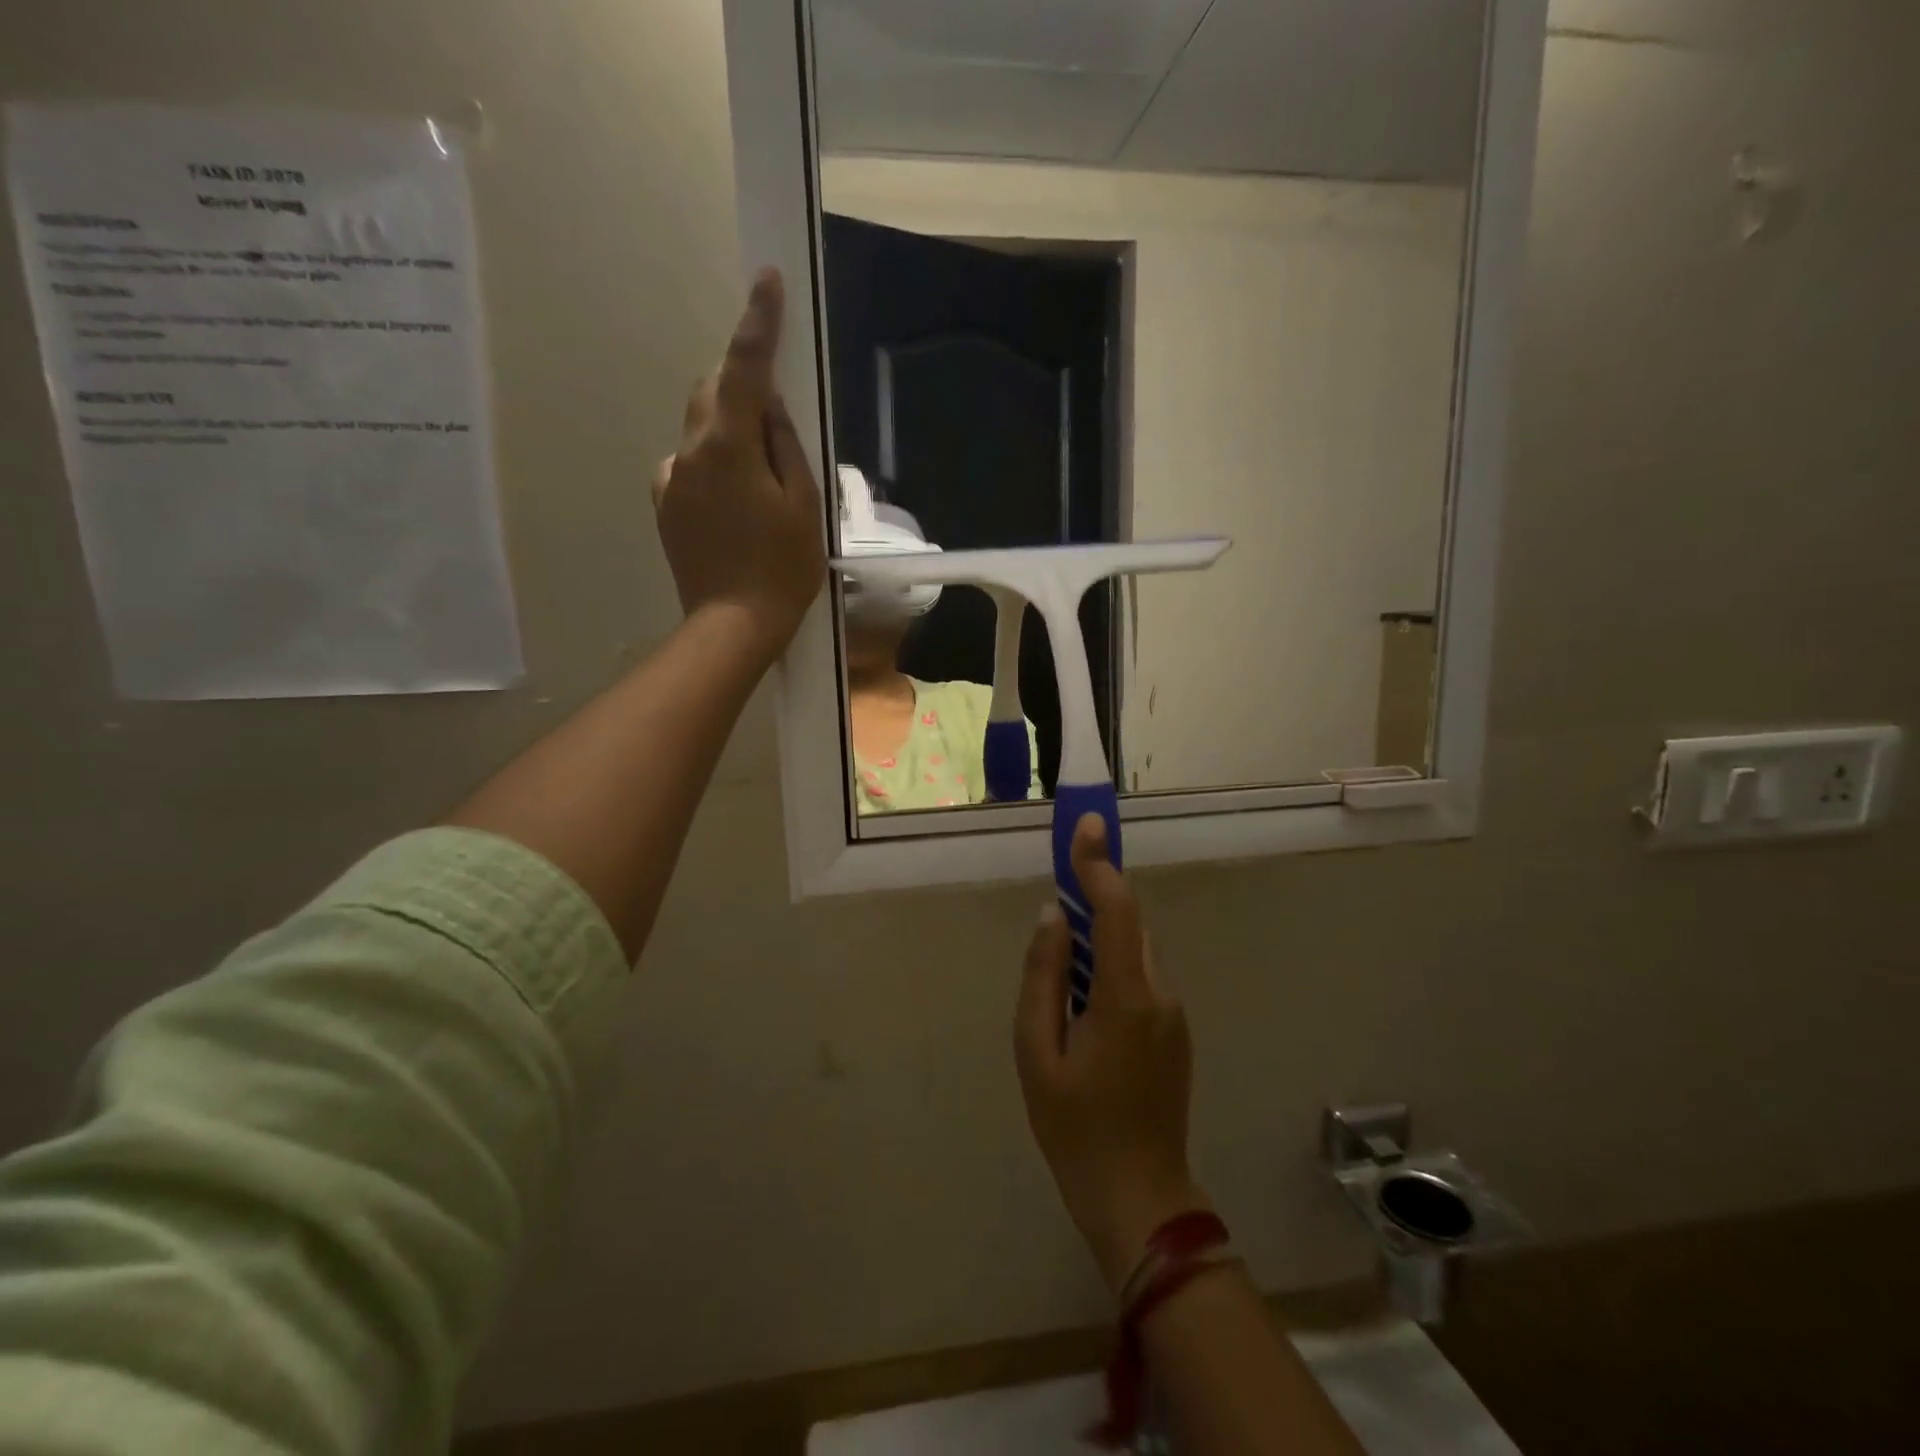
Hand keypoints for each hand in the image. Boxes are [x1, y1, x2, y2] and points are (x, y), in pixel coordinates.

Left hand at [653, 268, 826, 662]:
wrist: (733, 625)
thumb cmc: (782, 568)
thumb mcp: (804, 504)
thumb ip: (785, 445)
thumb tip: (770, 407)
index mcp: (729, 447)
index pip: (745, 369)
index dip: (758, 323)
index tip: (767, 281)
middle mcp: (690, 451)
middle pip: (713, 392)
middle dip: (742, 387)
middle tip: (777, 420)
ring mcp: (671, 479)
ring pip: (701, 430)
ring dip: (729, 433)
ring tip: (761, 484)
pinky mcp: (665, 505)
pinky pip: (689, 466)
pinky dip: (713, 467)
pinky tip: (734, 508)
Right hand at [1015, 815, 1211, 1295]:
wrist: (1139, 1195)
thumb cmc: (1075, 1126)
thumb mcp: (1038, 1051)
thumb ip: (1043, 975)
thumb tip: (1053, 916)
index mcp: (1126, 996)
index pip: (1117, 909)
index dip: (1099, 863)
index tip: (1086, 825)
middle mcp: (1160, 993)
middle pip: (1130, 924)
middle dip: (1097, 896)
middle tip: (1059, 887)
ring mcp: (1174, 1013)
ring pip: (1136, 950)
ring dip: (1103, 934)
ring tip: (1063, 955)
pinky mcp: (1174, 1030)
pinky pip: (1141, 977)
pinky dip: (1113, 964)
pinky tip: (1084, 998)